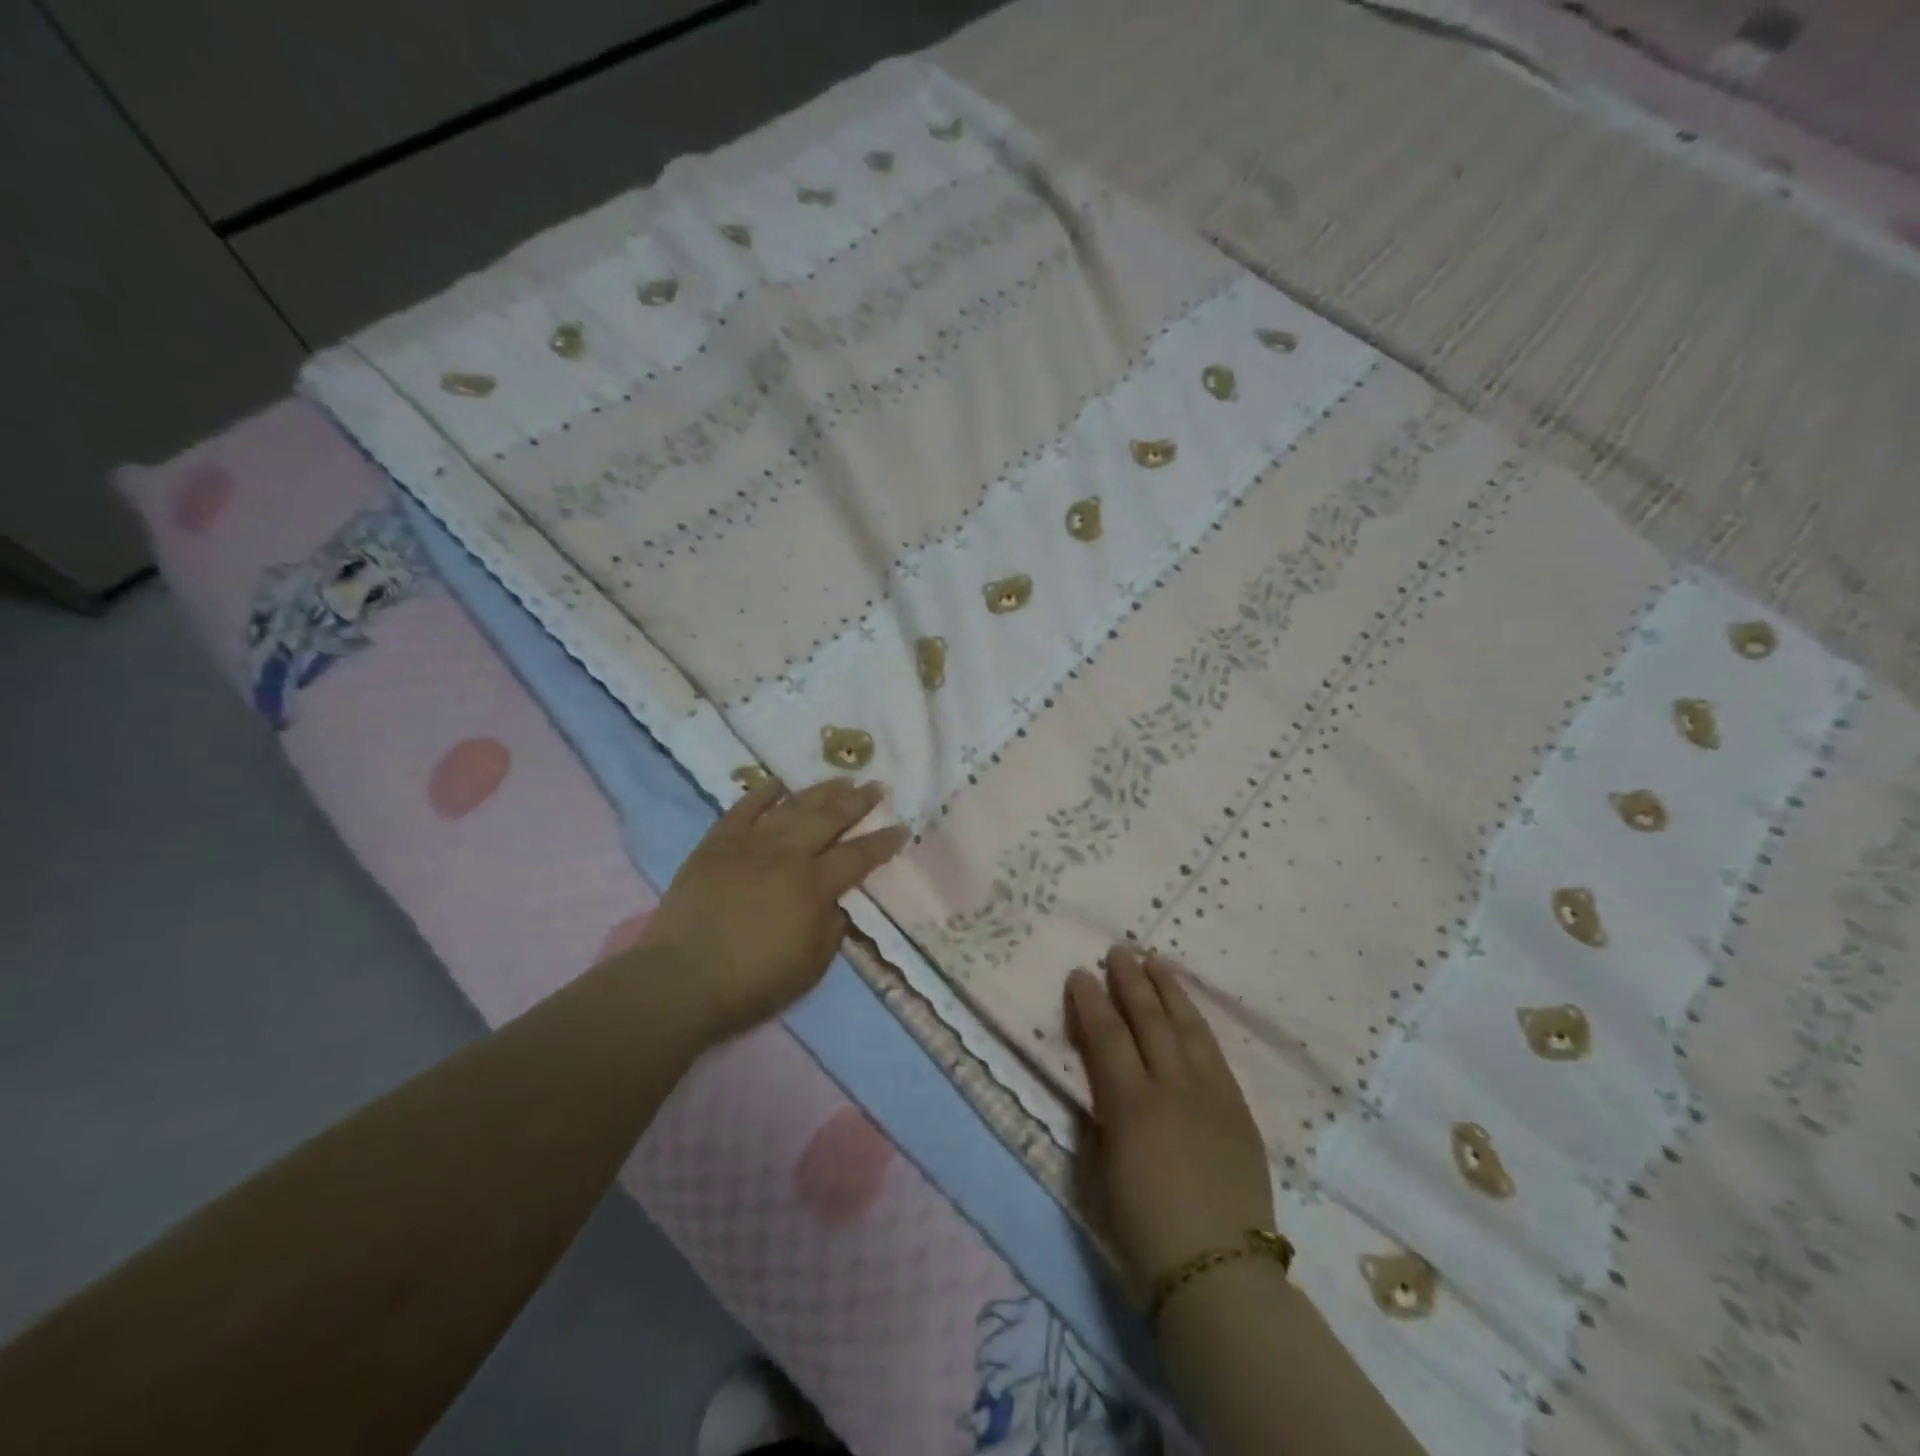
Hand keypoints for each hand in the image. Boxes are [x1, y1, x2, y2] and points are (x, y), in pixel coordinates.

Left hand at [632, 778, 909, 1040]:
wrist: (682, 980)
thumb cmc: (753, 982)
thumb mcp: (812, 966)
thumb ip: (832, 928)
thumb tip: (836, 902)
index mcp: (815, 886)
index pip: (859, 856)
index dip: (884, 842)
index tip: (902, 828)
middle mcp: (788, 855)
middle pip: (830, 818)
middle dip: (859, 802)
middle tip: (876, 787)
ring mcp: (750, 844)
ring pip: (792, 807)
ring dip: (820, 791)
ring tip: (841, 780)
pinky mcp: (717, 844)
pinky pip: (743, 809)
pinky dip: (762, 794)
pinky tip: (778, 784)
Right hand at [1066, 946, 1274, 1298]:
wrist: (1219, 1272)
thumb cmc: (1144, 1231)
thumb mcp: (1100, 1172)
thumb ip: (1099, 1118)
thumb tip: (1102, 1085)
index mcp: (1132, 1104)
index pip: (1106, 1035)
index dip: (1090, 1001)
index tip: (1080, 973)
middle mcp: (1173, 1087)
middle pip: (1149, 1019)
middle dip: (1131, 981)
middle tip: (1119, 950)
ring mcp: (1211, 1095)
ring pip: (1188, 1026)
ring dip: (1169, 991)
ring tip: (1156, 962)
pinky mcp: (1238, 1109)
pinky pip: (1215, 1052)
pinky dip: (1198, 1024)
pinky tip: (1190, 1012)